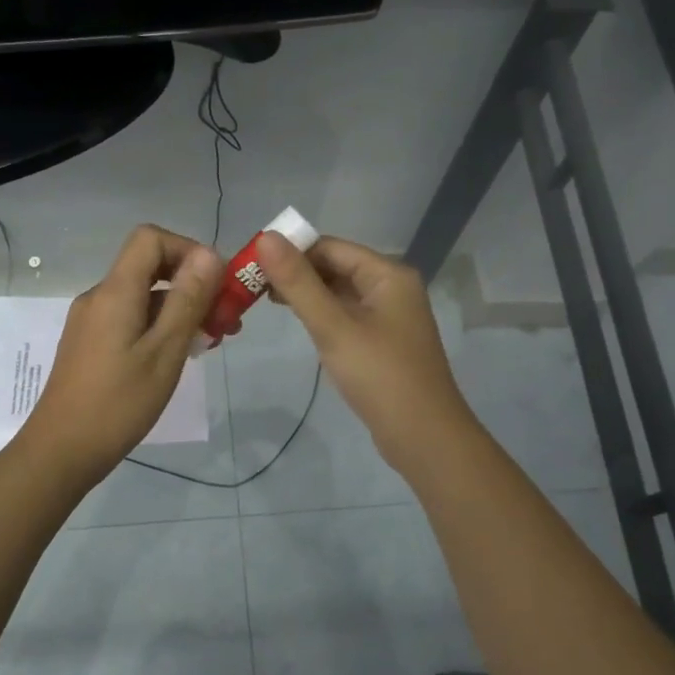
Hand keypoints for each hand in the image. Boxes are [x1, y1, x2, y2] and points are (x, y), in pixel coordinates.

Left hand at [19, 225, 223, 483]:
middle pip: (150, 267)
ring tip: (211, 342)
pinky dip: (160, 326)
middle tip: (226, 320)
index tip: (217, 284)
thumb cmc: (118, 403)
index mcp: (115, 291)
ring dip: (180, 309)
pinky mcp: (90, 343)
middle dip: (193, 285)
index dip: (188, 250)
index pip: (150, 238)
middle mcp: (100, 297)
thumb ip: (187, 300)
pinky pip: (131, 318)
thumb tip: (210, 254)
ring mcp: (92, 320)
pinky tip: (180, 355)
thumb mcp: (165, 352)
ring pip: (143, 296)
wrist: (61, 451)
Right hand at [254, 232, 475, 472]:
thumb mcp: (333, 326)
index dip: (290, 250)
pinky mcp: (382, 341)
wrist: (423, 437)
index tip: (251, 263)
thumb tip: (265, 237)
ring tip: (264, 302)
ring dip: (305, 294)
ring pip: (339, 292)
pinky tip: (298, 323)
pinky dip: (321, 314)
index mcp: (388, 274)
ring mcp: (389, 316)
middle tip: (251, 285)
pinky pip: (346, 315)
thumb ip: (298, 283)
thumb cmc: (380, 376)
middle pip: (335, 266)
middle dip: (295, 272)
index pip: (330, 247)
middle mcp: (391, 287)